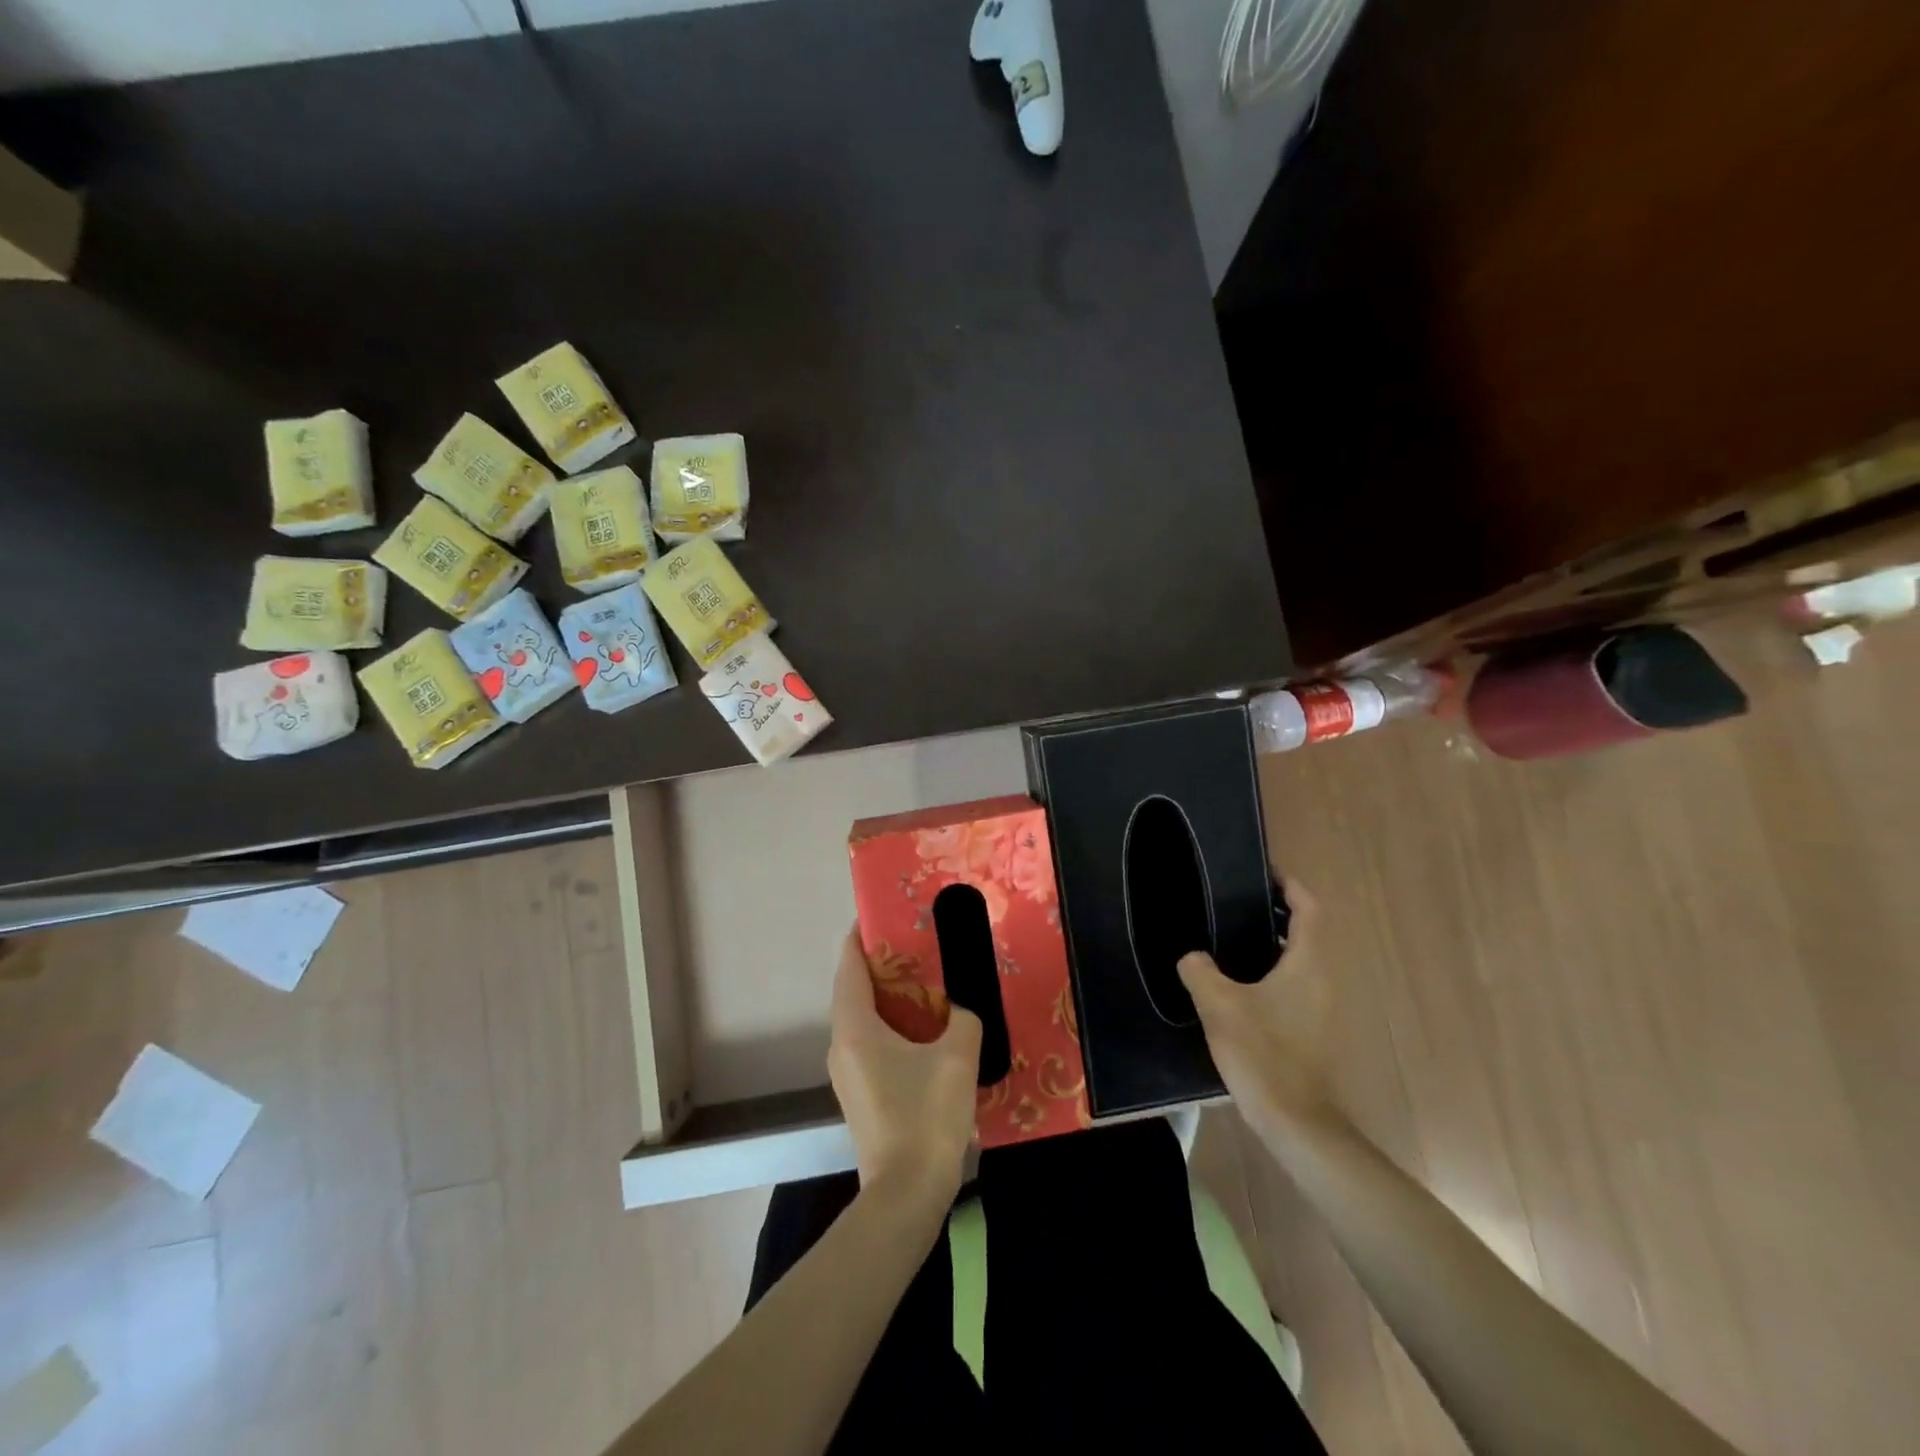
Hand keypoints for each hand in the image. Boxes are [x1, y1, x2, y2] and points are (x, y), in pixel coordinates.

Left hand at [828, 928, 982, 1201]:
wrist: (906, 1196)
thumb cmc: (926, 1117)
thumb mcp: (957, 1058)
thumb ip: (964, 1018)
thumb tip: (961, 1009)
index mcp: (855, 1028)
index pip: (849, 967)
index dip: (860, 938)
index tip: (881, 916)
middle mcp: (841, 1046)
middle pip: (853, 991)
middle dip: (880, 966)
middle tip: (916, 947)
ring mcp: (846, 1074)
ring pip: (861, 1020)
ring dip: (887, 998)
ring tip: (924, 984)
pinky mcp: (859, 1095)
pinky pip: (869, 1044)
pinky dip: (889, 1027)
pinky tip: (923, 1031)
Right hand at [1178, 878, 1337, 1135]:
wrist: (1295, 1121)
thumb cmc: (1262, 1053)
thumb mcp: (1218, 1004)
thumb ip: (1199, 970)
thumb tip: (1192, 957)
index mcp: (1307, 964)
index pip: (1310, 910)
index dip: (1291, 887)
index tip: (1265, 874)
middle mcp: (1322, 980)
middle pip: (1306, 933)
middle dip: (1276, 914)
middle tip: (1236, 904)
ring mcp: (1320, 1008)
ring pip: (1299, 961)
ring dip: (1272, 945)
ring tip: (1229, 940)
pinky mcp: (1312, 1030)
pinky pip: (1294, 986)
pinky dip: (1272, 972)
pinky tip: (1237, 986)